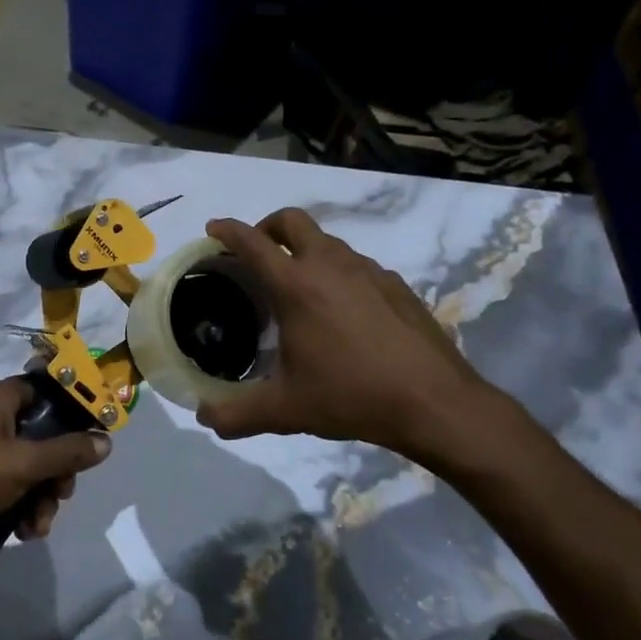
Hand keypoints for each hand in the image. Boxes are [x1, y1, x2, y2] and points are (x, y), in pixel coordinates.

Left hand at [0, 378, 111, 567]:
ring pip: (26, 466)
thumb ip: (68, 452)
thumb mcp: (24, 464)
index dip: (71, 414)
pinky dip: (19, 506)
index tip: (91, 441)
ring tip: (38, 526)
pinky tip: (23, 533)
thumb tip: (106, 440)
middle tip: (61, 495)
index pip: (45, 391)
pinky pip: (6, 485)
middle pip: (41, 435)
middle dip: (56, 471)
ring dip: (40, 497)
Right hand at [196, 209, 498, 467]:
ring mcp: (368, 271)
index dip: (227, 230)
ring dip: (304, 250)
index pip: (252, 242)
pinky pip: (356, 264)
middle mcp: (330, 265)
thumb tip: (205, 418)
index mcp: (296, 285)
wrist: (435, 403)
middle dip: (267, 226)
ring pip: (327, 240)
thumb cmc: (351, 396)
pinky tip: (341, 311)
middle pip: (292, 221)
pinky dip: (337, 272)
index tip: (213, 229)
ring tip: (298, 287)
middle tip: (256, 253)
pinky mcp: (395, 284)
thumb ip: (236, 414)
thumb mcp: (285, 410)